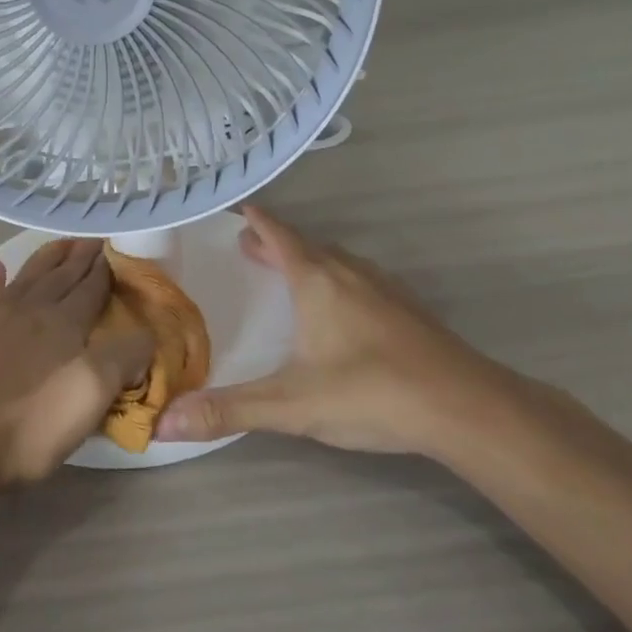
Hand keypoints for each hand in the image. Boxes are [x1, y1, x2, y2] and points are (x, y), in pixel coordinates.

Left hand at [0, 239, 150, 490]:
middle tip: (94, 239)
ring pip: (28, 276)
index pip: (92, 287)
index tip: (116, 250)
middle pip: (62, 275)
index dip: (106, 269)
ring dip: (47, 257)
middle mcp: (33, 309)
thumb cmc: (32, 424)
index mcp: (65, 322)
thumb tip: (146, 334)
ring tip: (62, 243)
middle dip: (80, 257)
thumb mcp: (93, 394)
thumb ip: (124, 358)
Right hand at [155, 206, 517, 456]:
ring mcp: (384, 289)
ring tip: (291, 272)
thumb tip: (164, 422)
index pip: (279, 235)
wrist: (467, 407)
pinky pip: (361, 280)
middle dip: (276, 243)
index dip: (257, 221)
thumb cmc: (371, 392)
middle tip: (250, 246)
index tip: (239, 209)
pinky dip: (338, 279)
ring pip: (338, 261)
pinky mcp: (409, 311)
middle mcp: (349, 274)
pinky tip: (344, 308)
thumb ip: (229, 410)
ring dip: (309, 260)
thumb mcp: (291, 404)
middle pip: (306, 246)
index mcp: (317, 281)